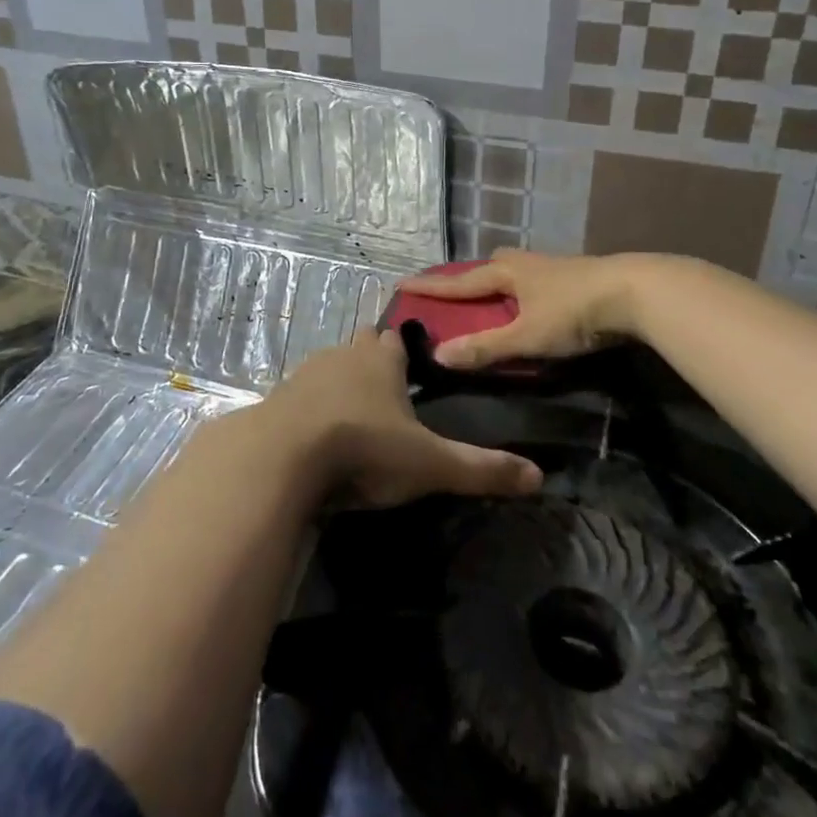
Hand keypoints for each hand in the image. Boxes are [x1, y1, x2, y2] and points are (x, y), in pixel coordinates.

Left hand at [260, 328, 541, 507]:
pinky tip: (315, 436)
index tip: (413, 369)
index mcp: (380, 361)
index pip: (396, 340)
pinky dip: (310, 409)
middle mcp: (343, 356)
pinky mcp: (277, 399)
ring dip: (339, 385)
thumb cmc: (364, 449)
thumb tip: (539, 477)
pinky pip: (300, 396)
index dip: (405, 352)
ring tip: (352, 418)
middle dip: (372, 363)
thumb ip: (481, 469)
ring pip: (328, 368)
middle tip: (386, 395)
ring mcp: (305, 375)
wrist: (281, 458)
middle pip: (361, 347)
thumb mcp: (429, 465)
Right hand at [396, 249, 638, 369]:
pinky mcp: (579, 277)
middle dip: (472, 278)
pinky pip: (538, 281)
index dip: (432, 287)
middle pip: (491, 266)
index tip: (402, 284)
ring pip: (518, 271)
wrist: (636, 292)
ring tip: (497, 302)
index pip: (460, 282)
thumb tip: (438, 355)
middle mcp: (527, 265)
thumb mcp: (526, 336)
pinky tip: (536, 306)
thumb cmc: (574, 312)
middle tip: (460, 294)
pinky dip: (526, 292)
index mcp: (508, 274)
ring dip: (502, 284)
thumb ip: (485, 348)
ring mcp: (556, 268)